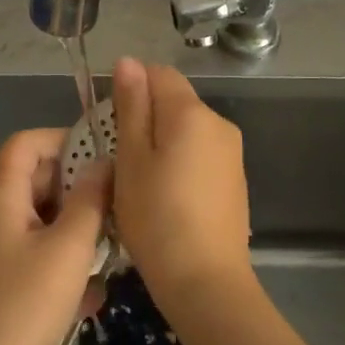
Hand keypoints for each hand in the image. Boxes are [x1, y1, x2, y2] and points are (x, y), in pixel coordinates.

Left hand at [0, 129, 108, 344]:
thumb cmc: (25, 308)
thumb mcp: (68, 249)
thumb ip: (89, 200)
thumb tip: (103, 164)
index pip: (26, 144)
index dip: (62, 139)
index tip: (102, 155)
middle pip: (36, 181)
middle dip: (78, 189)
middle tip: (119, 204)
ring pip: (41, 220)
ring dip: (77, 229)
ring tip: (113, 249)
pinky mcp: (0, 281)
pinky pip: (37, 253)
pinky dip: (63, 262)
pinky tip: (92, 294)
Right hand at [111, 57, 254, 315]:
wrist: (206, 282)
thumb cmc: (156, 217)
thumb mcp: (131, 159)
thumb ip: (131, 106)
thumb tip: (128, 61)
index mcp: (191, 113)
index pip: (159, 73)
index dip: (130, 88)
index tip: (110, 123)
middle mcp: (219, 123)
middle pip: (175, 101)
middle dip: (145, 117)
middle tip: (119, 158)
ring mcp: (231, 152)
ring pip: (187, 129)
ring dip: (161, 141)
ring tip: (140, 181)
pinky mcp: (234, 179)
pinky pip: (200, 153)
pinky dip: (180, 161)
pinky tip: (166, 196)